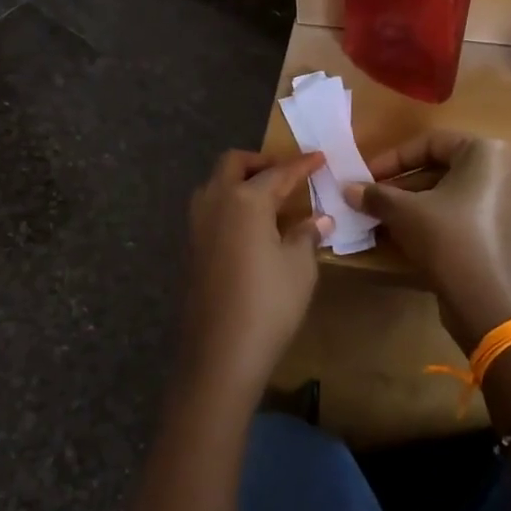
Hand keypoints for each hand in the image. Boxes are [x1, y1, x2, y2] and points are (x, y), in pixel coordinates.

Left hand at [178, 150, 330, 405]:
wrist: (220, 352)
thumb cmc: (269, 303)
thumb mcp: (299, 267)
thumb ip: (307, 235)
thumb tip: (319, 219)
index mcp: (245, 200)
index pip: (279, 172)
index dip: (302, 165)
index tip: (320, 158)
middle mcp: (215, 202)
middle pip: (234, 164)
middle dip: (261, 162)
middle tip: (287, 174)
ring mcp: (196, 226)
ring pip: (215, 185)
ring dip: (240, 182)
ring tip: (268, 199)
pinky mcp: (190, 249)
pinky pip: (210, 210)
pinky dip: (230, 205)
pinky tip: (250, 227)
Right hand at [344, 132, 510, 353]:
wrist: (491, 302)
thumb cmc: (449, 240)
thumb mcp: (405, 213)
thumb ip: (376, 195)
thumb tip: (347, 189)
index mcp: (488, 152)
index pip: (430, 143)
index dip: (392, 159)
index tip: (366, 177)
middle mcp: (508, 170)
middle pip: (444, 169)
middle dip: (403, 185)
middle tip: (373, 201)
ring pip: (455, 195)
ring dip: (418, 205)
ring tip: (385, 221)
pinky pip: (470, 216)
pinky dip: (441, 221)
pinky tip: (413, 240)